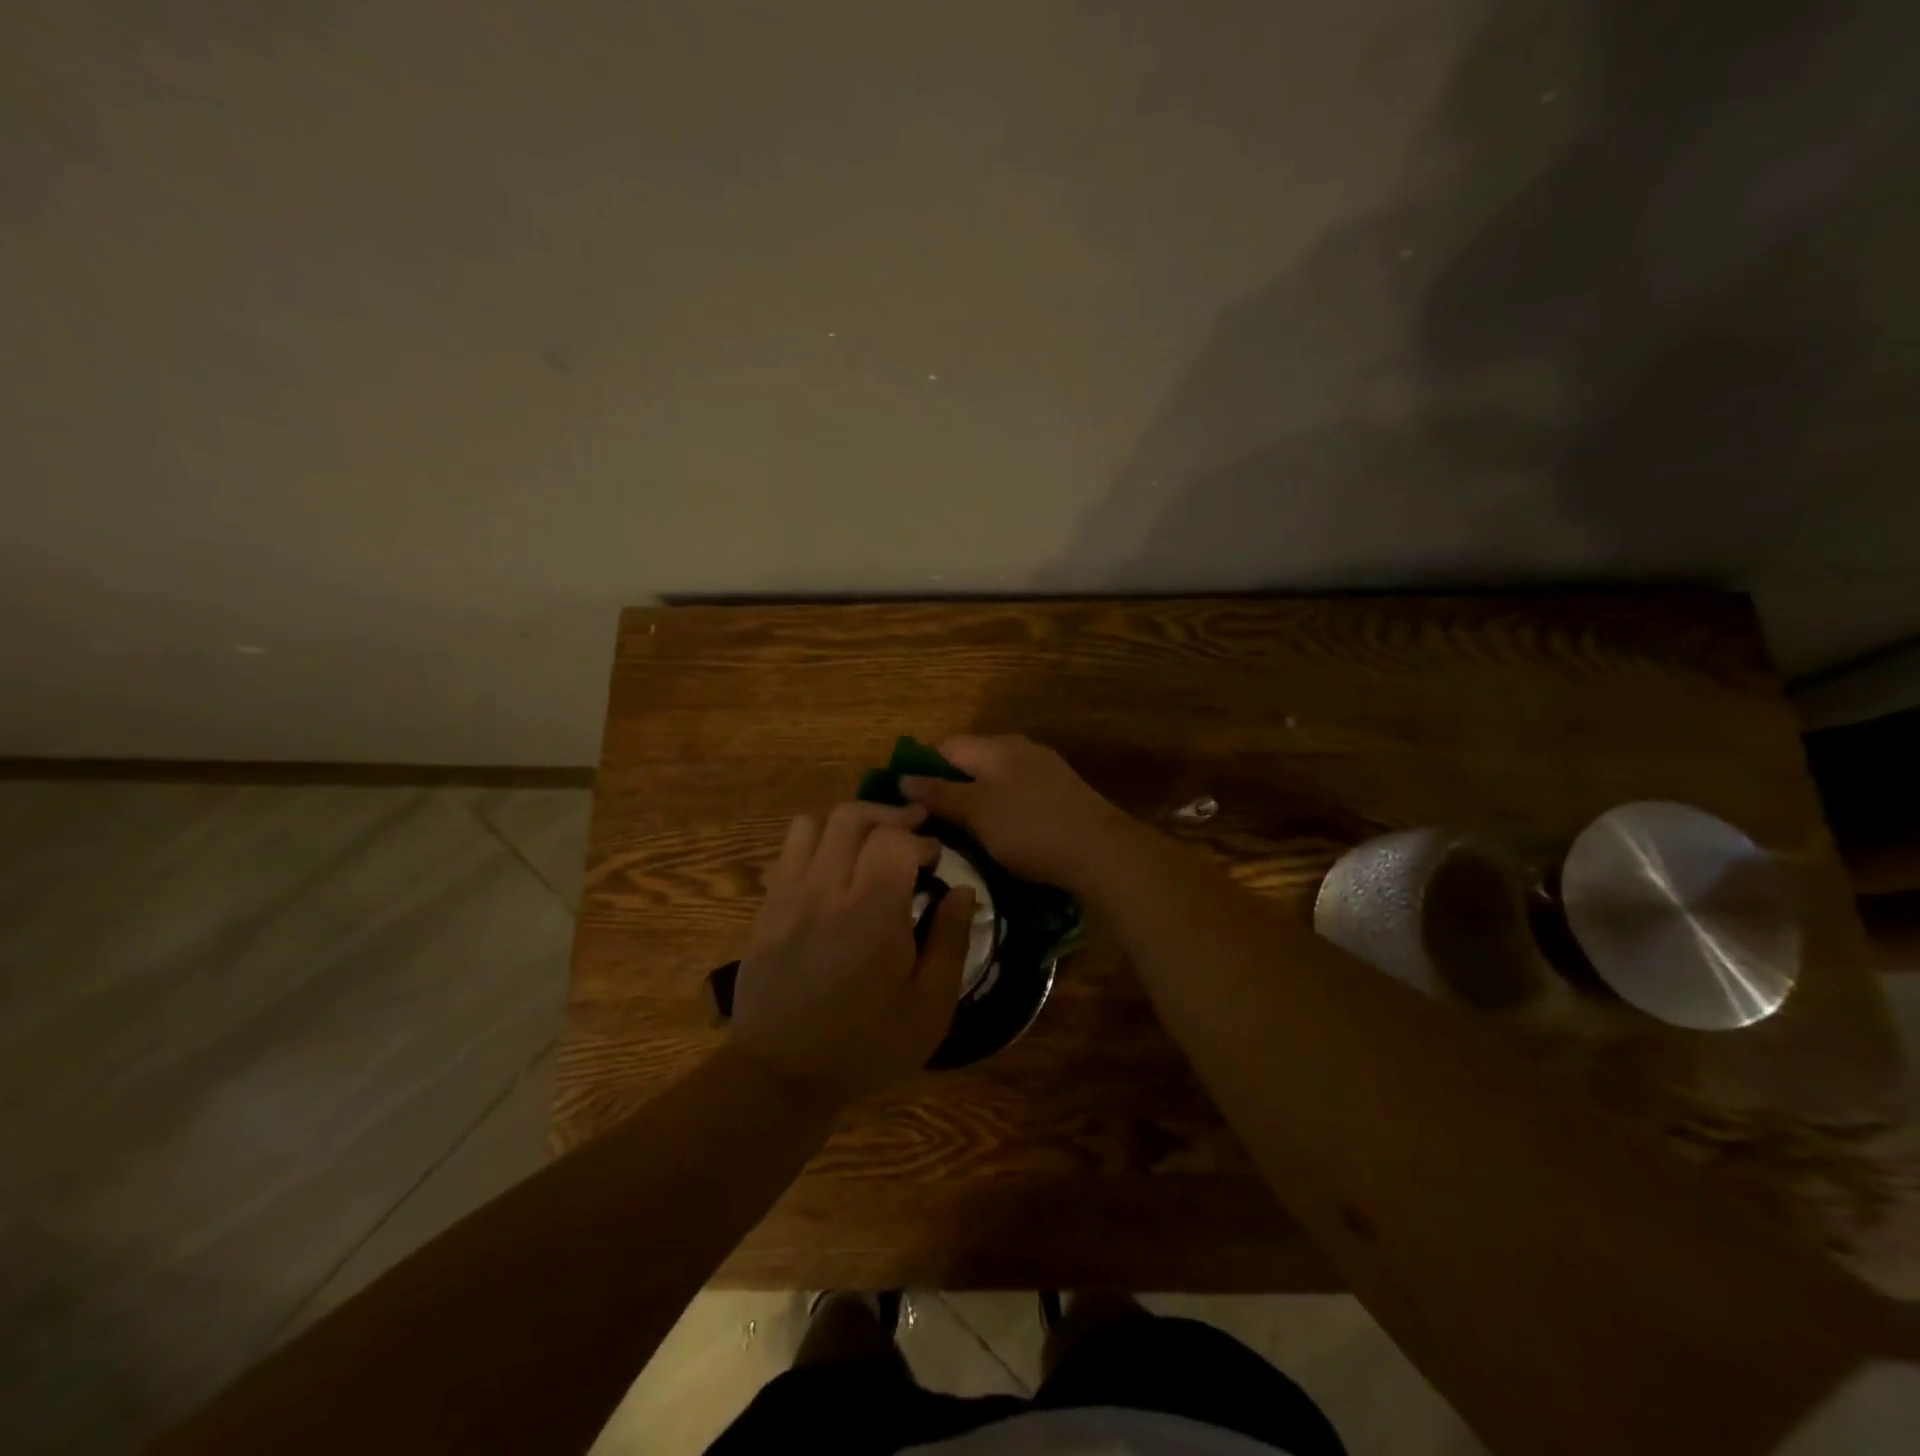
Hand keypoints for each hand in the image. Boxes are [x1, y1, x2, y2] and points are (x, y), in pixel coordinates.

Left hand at [730, 801, 975, 1103]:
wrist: (783, 1074)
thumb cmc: (867, 1045)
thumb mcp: (931, 1006)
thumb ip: (951, 940)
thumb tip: (962, 890)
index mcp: (872, 913)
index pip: (894, 839)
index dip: (920, 839)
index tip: (935, 859)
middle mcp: (826, 891)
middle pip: (852, 817)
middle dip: (888, 817)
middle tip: (911, 831)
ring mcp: (788, 895)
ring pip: (813, 824)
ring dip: (847, 825)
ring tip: (869, 844)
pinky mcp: (766, 907)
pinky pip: (788, 851)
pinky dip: (816, 844)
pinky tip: (833, 869)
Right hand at [899, 735, 1129, 887]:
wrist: (1102, 851)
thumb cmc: (1030, 828)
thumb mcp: (977, 812)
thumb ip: (939, 794)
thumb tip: (902, 778)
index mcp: (997, 746)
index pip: (945, 747)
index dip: (921, 771)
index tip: (907, 805)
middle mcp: (1020, 749)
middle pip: (971, 762)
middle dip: (948, 790)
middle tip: (931, 826)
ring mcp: (1044, 771)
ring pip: (994, 781)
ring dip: (974, 804)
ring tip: (960, 837)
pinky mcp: (1060, 796)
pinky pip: (1017, 797)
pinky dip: (1000, 813)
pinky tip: (999, 838)